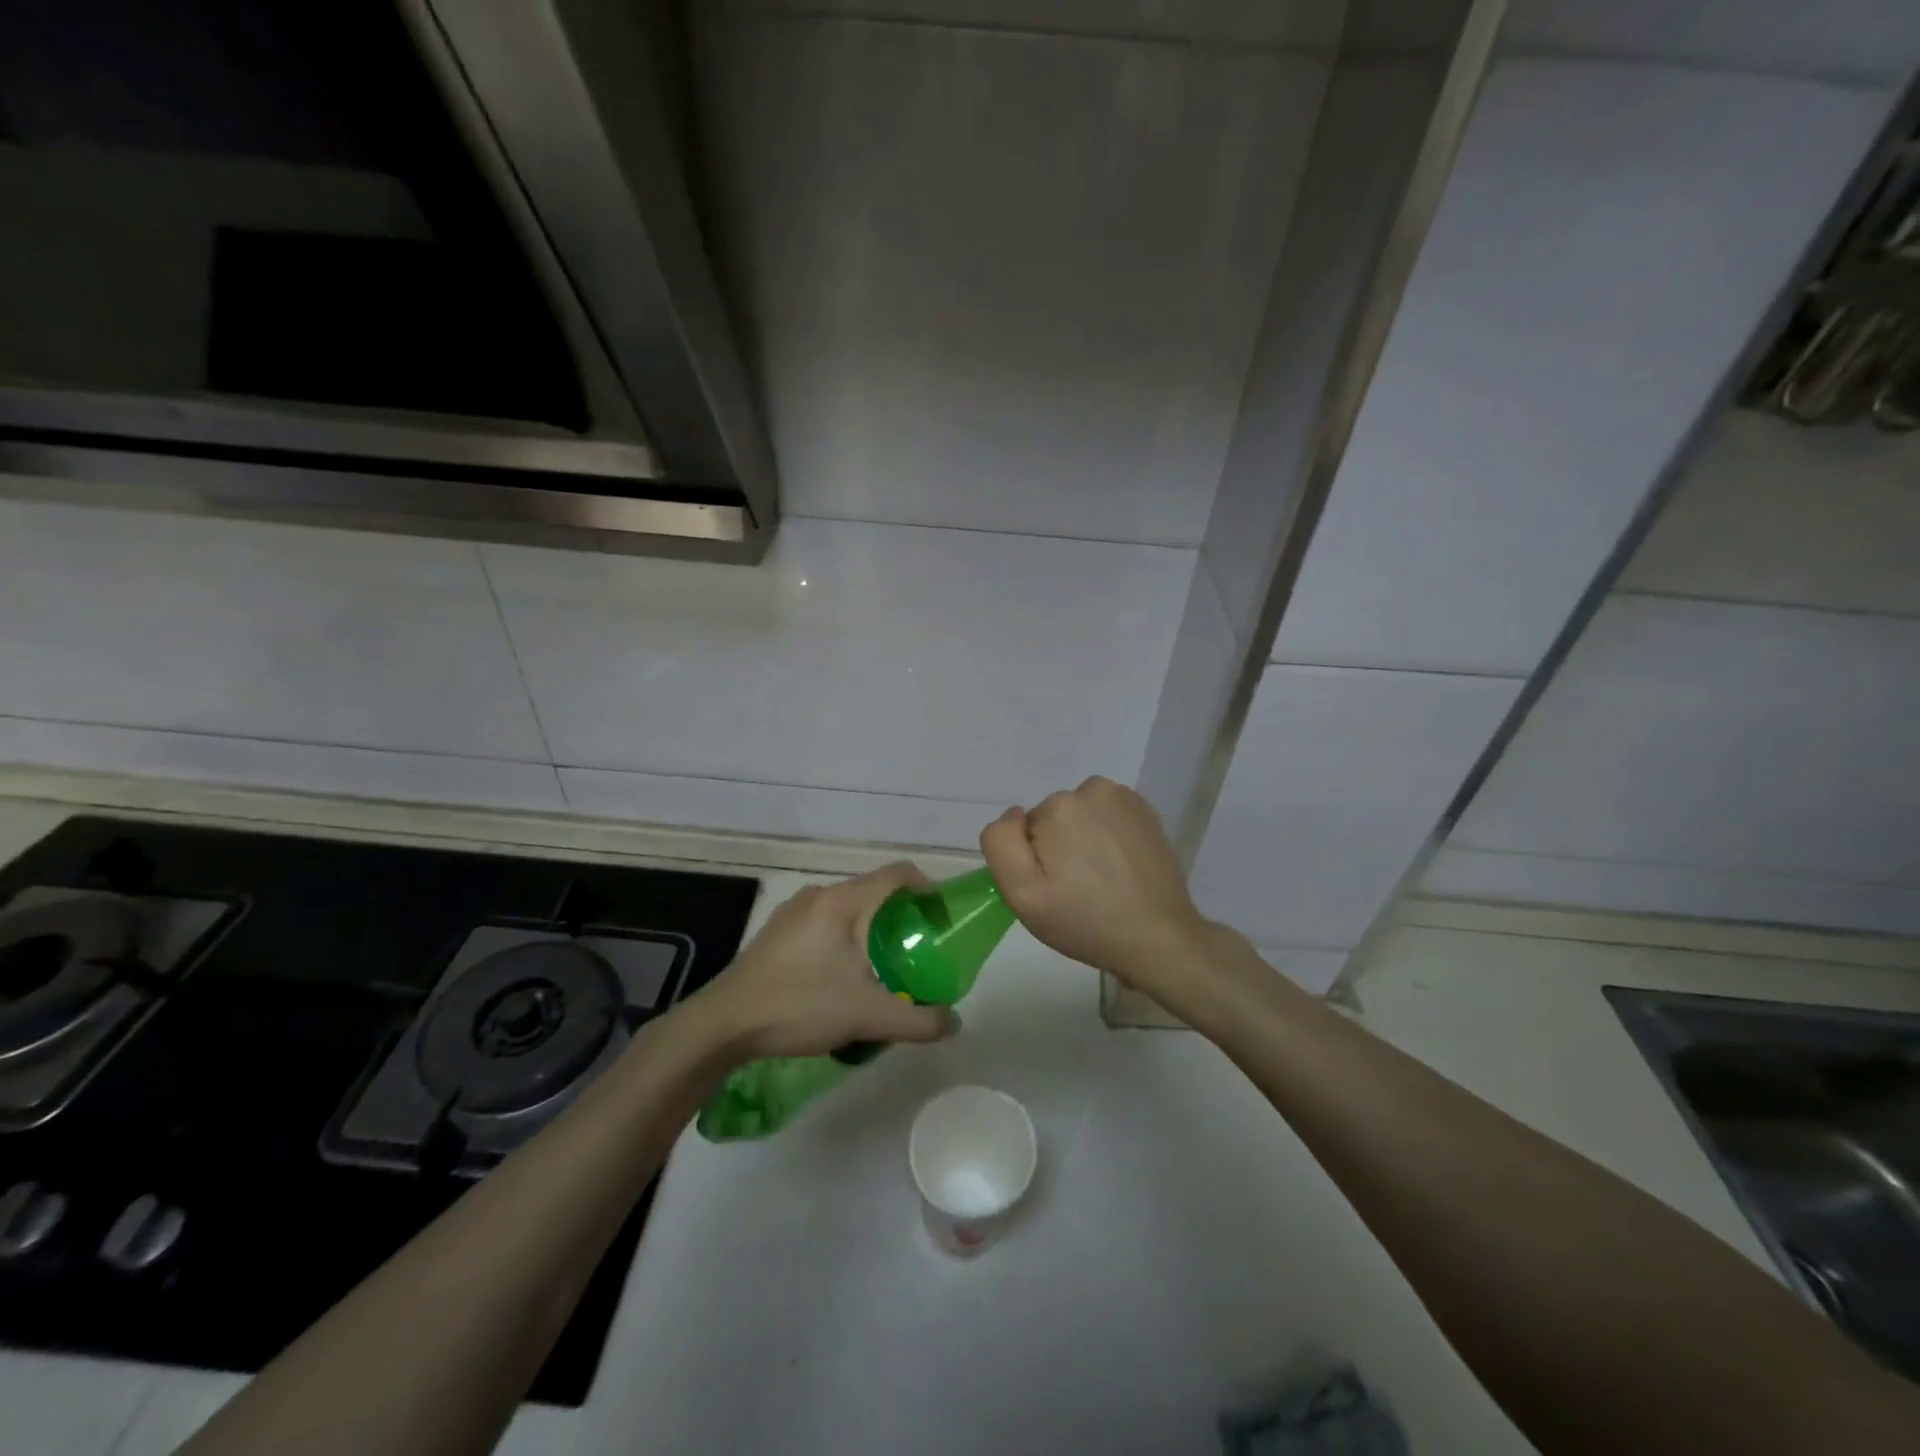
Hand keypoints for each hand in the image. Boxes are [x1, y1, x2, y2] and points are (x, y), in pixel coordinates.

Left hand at [701, 863, 959, 1060]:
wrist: (723, 1024)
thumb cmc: (799, 1005)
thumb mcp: (867, 1016)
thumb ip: (918, 1020)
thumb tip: (954, 1023)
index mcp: (844, 901)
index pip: (899, 873)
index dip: (928, 889)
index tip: (941, 920)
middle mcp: (820, 895)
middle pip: (874, 891)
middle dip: (901, 917)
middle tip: (916, 951)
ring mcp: (794, 911)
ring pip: (848, 909)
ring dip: (871, 930)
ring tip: (882, 969)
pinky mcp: (777, 931)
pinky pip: (824, 922)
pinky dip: (845, 939)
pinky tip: (840, 977)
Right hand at [981, 777, 1216, 996]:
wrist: (1159, 938)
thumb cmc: (1085, 921)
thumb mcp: (1023, 894)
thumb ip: (1001, 844)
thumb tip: (1015, 814)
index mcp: (1059, 806)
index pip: (1024, 830)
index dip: (1033, 861)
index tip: (1054, 888)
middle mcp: (1091, 789)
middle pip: (1053, 819)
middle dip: (1058, 848)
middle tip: (1077, 889)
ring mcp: (1123, 798)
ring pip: (1080, 816)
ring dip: (1083, 840)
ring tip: (1102, 880)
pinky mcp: (1145, 811)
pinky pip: (1107, 817)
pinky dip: (1107, 836)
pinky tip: (1120, 867)